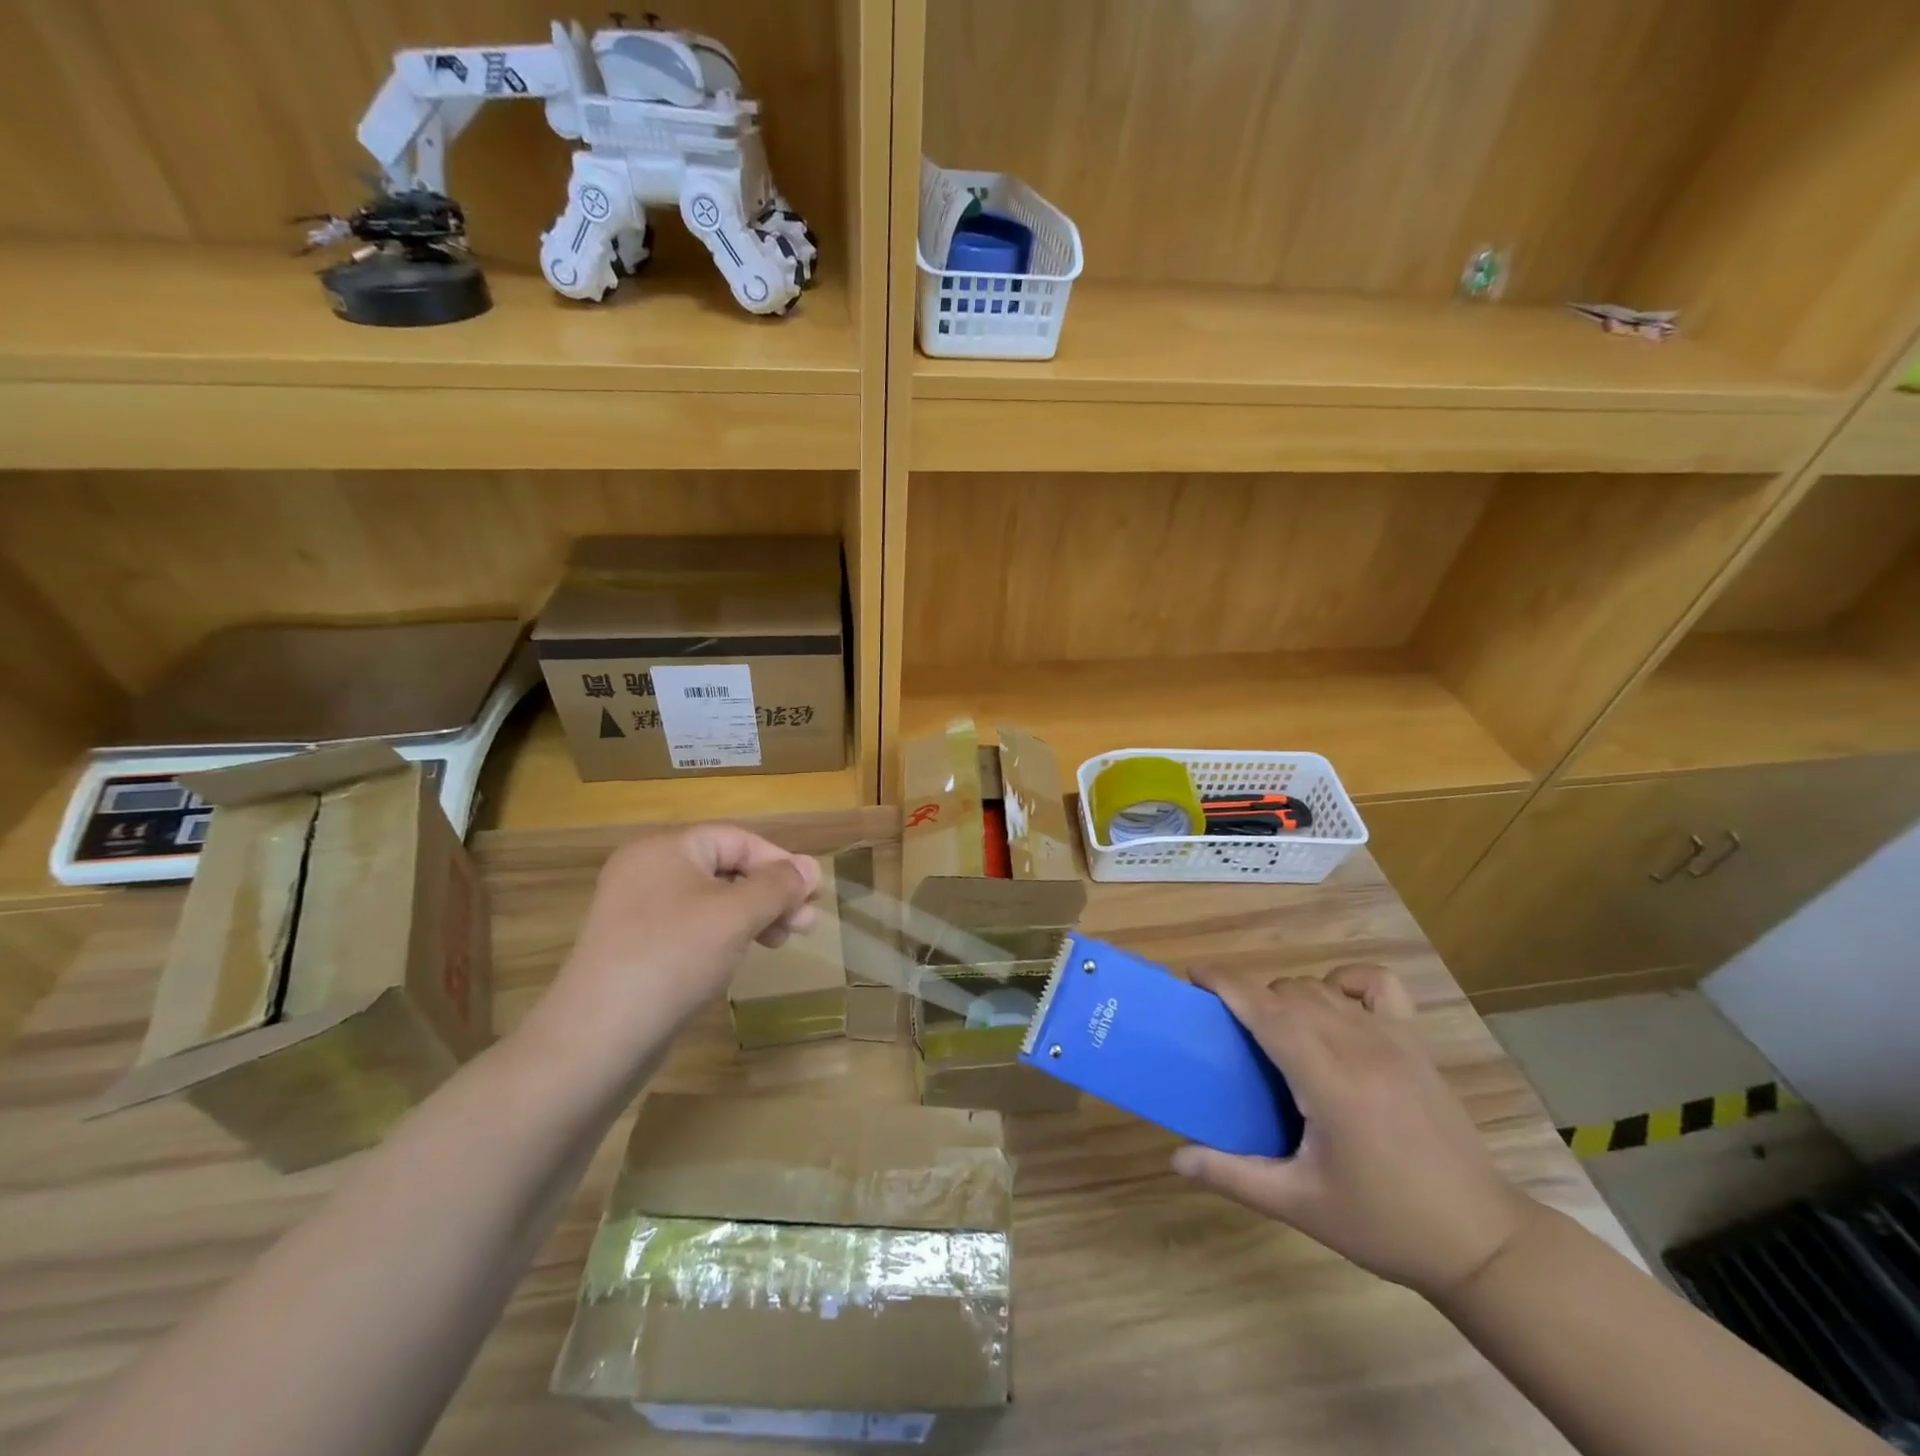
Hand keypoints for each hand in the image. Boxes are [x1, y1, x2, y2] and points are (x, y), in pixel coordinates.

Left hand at [528, 825, 820, 1065]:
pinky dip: (726, 935)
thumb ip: (778, 886)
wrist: (597, 1038)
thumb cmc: (673, 958)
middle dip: (772, 893)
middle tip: (806, 924)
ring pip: (713, 901)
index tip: (813, 895)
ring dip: (755, 916)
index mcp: (666, 849)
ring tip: (784, 941)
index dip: (780, 863)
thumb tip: (812, 867)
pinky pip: (693, 927)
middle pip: (727, 868)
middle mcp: (648, 871)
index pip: (738, 839)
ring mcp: (639, 912)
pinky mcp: (637, 948)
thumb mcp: (736, 915)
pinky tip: (744, 955)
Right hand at [1171, 964, 1540, 1299]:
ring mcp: (1392, 1039)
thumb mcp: (1301, 1205)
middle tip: (1232, 1035)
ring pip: (1322, 988)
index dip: (1225, 984)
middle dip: (1251, 1000)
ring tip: (1277, 1032)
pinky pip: (1378, 984)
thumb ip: (1234, 1176)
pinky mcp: (1415, 1042)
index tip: (1194, 975)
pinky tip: (1335, 1005)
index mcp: (1329, 1081)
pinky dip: (1347, 980)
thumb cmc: (1385, 1223)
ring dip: (1288, 997)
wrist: (1481, 1241)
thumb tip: (1176, 1158)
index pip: (1266, 1010)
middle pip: (1288, 994)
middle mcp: (1358, 1046)